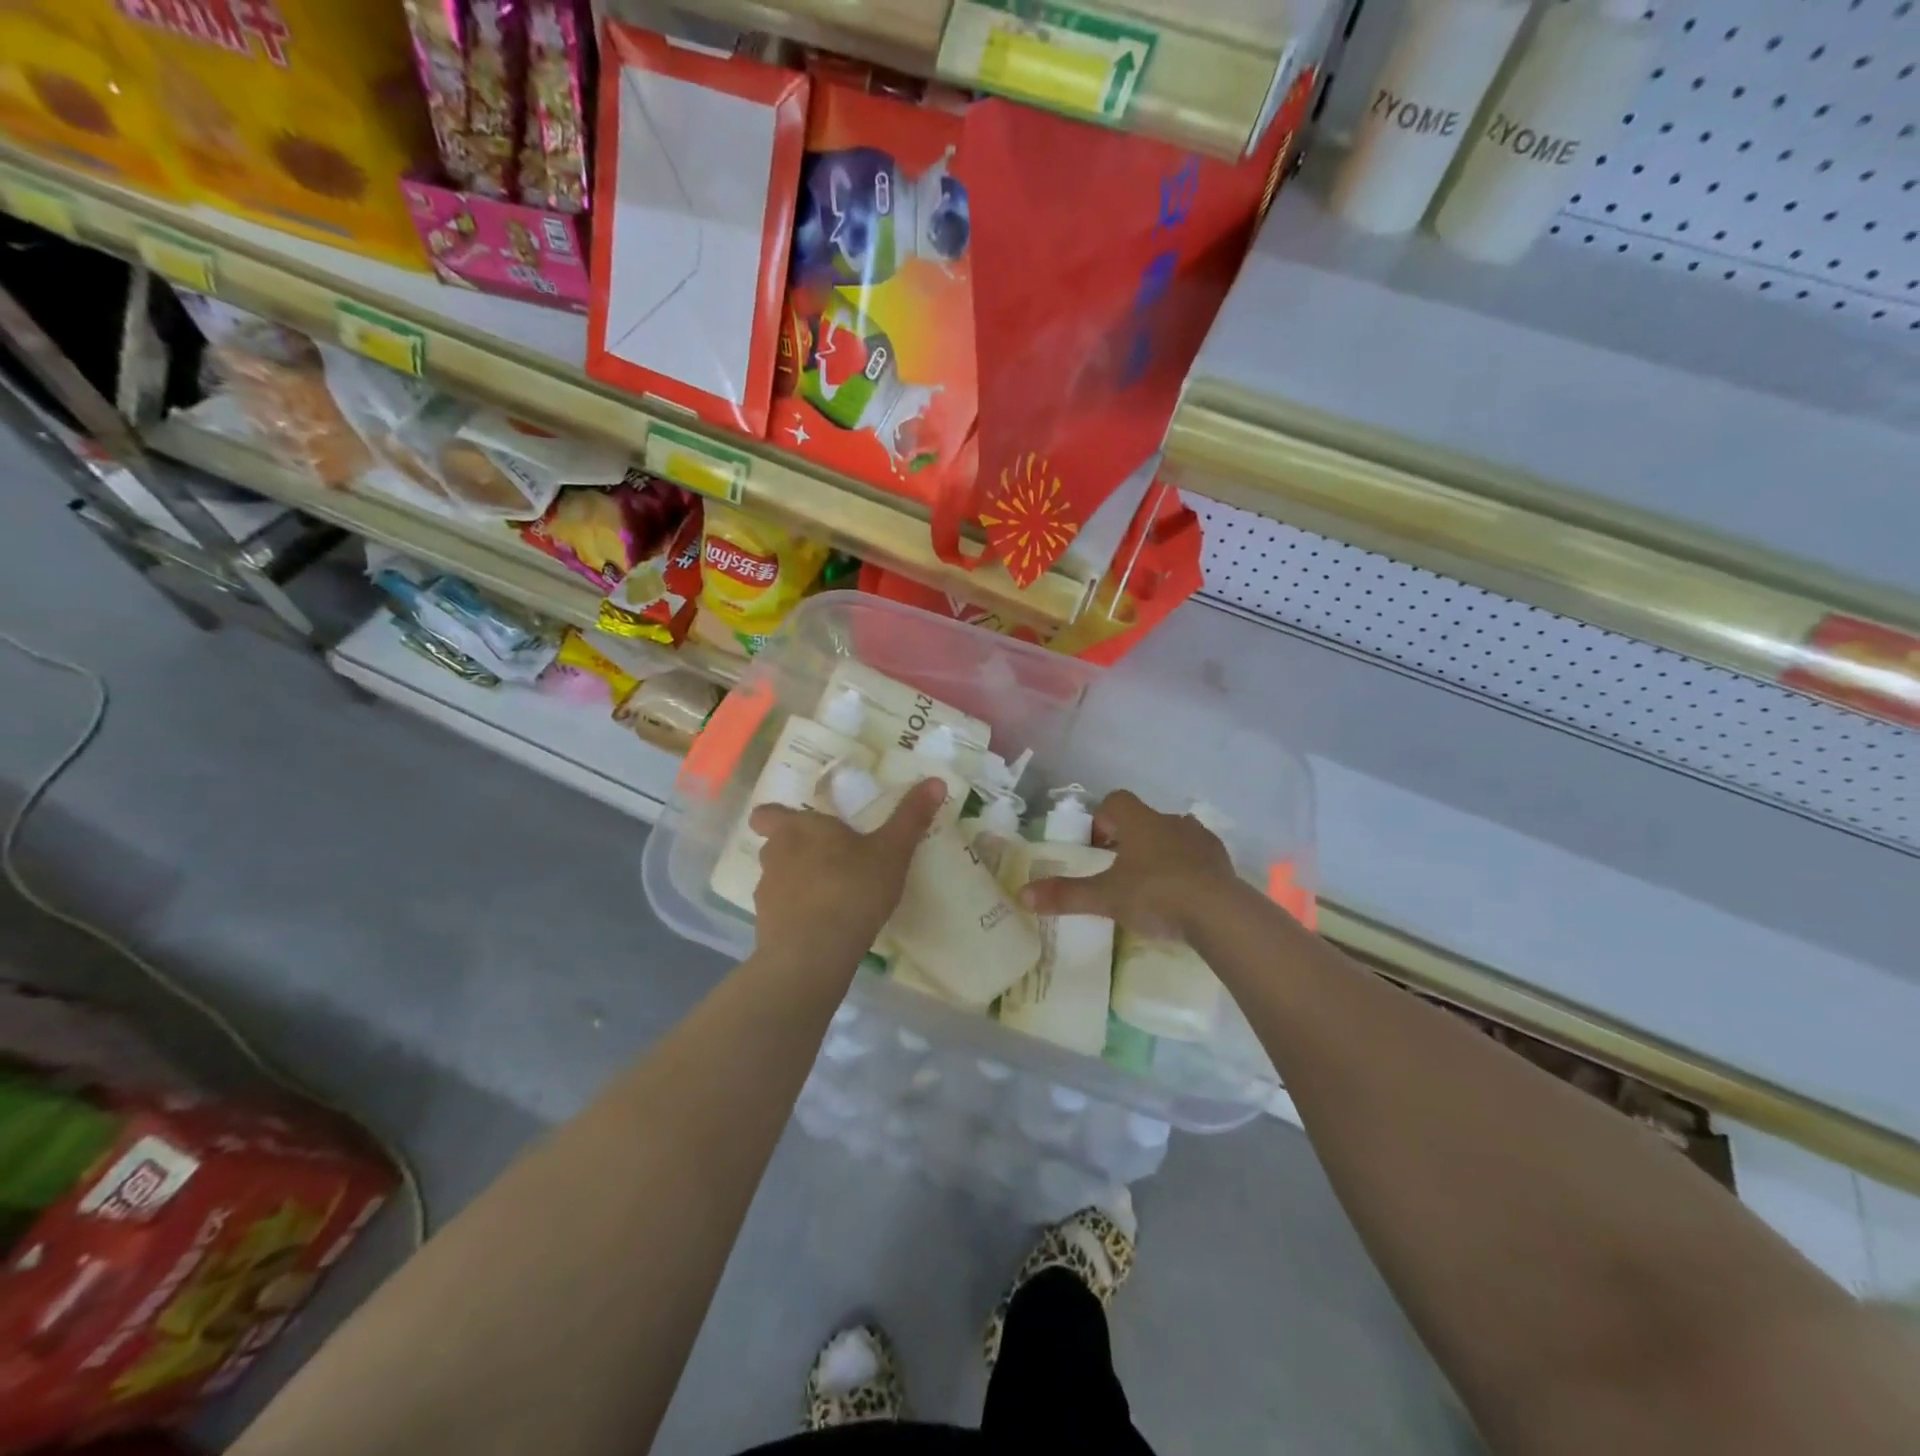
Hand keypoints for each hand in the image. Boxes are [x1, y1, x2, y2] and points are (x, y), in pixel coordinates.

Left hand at [748, 778, 946, 965]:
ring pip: (778, 880)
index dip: (775, 816)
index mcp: (798, 829)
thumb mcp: (892, 851)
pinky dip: (798, 916)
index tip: (798, 823)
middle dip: (797, 851)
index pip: (767, 814)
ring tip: (832, 897)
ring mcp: (767, 894)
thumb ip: (911, 817)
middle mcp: (775, 856)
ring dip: (798, 884)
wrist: (813, 954)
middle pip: (775, 846)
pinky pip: (782, 914)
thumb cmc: (852, 889)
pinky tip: (825, 928)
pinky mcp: (766, 929)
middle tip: (831, 859)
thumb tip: (936, 781)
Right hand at [1019, 790, 1237, 941]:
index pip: (1115, 801)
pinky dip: (1186, 869)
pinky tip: (1182, 897)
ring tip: (1151, 886)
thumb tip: (1022, 895)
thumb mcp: (1106, 898)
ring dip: (1160, 853)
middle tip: (1119, 872)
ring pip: (1172, 836)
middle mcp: (1170, 821)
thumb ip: (1066, 895)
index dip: (1102, 820)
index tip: (1097, 848)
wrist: (1220, 913)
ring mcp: (1200, 839)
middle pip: (1143, 820)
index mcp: (1139, 822)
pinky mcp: (1221, 860)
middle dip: (1129, 840)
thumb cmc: (1156, 895)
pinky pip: (1197, 856)